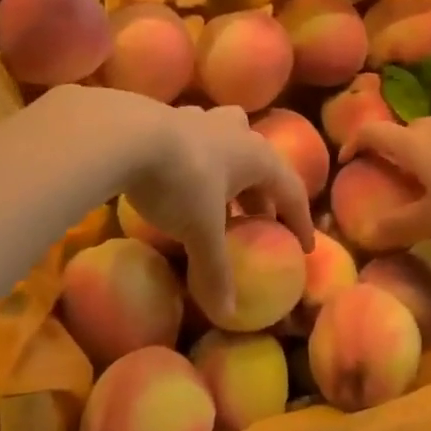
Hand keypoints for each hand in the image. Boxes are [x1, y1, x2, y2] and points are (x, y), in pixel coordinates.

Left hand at [114, 99, 313, 325]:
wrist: (126, 135)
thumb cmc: (181, 181)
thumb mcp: (200, 231)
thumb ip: (215, 270)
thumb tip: (228, 313)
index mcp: (258, 157)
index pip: (292, 191)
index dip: (300, 220)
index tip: (304, 246)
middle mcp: (237, 132)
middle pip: (262, 163)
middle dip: (263, 194)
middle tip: (260, 222)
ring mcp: (203, 120)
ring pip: (230, 141)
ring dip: (231, 169)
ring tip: (221, 195)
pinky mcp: (170, 117)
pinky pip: (196, 139)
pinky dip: (198, 158)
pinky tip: (182, 173)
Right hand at [339, 118, 430, 248]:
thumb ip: (398, 226)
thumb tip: (367, 235)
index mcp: (413, 144)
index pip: (373, 131)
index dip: (354, 142)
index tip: (346, 159)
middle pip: (402, 130)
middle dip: (389, 147)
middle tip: (386, 172)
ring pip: (429, 133)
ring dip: (417, 149)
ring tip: (420, 176)